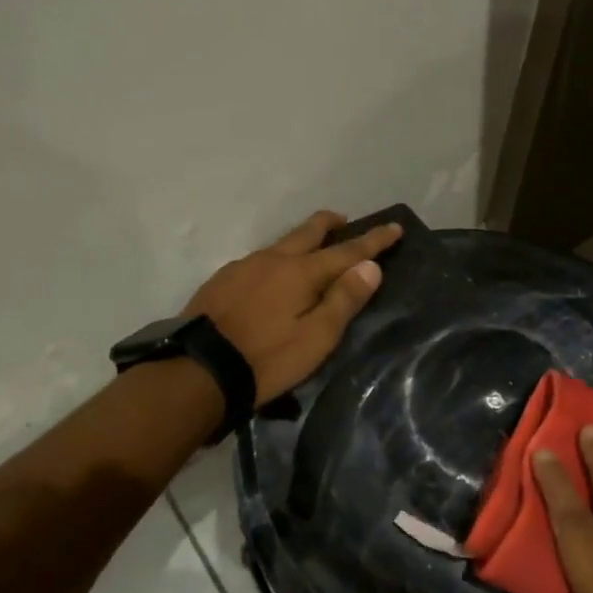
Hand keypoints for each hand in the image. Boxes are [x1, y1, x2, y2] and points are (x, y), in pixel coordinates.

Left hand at [183, 210, 401, 403]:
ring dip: (301, 241)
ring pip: (281, 244)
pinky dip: (277, 260)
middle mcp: (273, 259)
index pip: (347, 250)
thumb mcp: (316, 338)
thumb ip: (344, 300)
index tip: (394, 227)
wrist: (198, 370)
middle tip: (345, 221)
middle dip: (331, 223)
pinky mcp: (222, 280)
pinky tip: (272, 279)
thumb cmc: (267, 359)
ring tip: (310, 253)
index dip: (374, 240)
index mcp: (301, 272)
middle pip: (308, 231)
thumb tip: (370, 266)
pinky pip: (259, 260)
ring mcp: (244, 266)